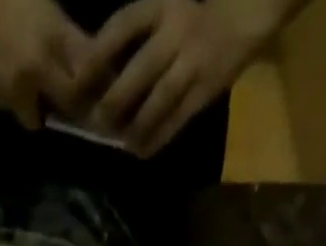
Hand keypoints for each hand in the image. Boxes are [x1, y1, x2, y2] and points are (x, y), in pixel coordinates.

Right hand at [0, 0, 91, 129]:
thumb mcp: (46, 7)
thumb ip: (66, 39)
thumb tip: (87, 66)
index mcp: (55, 38)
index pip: (88, 76)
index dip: (93, 86)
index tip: (94, 89)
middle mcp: (38, 71)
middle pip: (68, 104)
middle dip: (68, 102)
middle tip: (64, 95)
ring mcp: (14, 91)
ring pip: (35, 116)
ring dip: (34, 105)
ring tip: (24, 82)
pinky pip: (9, 108)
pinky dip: (9, 98)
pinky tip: (0, 73)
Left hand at [76, 0, 278, 156]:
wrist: (245, 15)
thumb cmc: (194, 16)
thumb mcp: (165, 10)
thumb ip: (136, 37)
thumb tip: (97, 76)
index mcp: (163, 5)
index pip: (125, 23)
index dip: (100, 51)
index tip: (80, 77)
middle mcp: (178, 31)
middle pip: (141, 68)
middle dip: (116, 98)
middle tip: (98, 121)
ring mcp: (194, 62)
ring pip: (160, 99)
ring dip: (137, 125)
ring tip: (121, 142)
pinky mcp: (206, 89)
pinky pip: (178, 119)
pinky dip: (158, 138)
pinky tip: (142, 151)